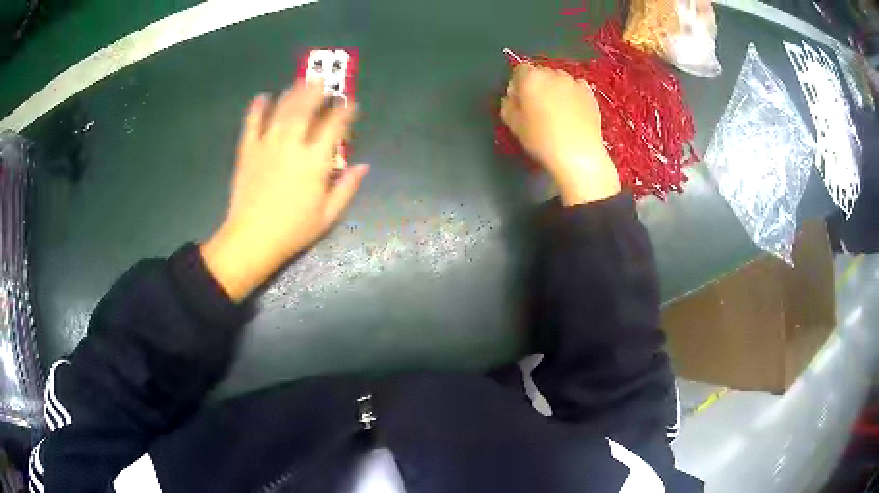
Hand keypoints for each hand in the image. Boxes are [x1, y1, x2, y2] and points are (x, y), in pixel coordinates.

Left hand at [201, 80, 368, 300]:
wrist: (252, 239)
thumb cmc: (293, 230)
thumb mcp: (328, 215)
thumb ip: (347, 187)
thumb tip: (363, 166)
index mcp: (315, 162)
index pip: (334, 126)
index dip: (344, 112)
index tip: (350, 104)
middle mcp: (292, 146)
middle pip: (306, 109)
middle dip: (316, 92)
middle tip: (323, 81)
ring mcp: (267, 146)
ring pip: (281, 110)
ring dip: (292, 93)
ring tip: (300, 81)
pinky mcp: (247, 151)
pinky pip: (251, 124)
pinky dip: (257, 109)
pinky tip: (262, 97)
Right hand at [501, 65, 619, 205]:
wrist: (579, 154)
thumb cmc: (541, 139)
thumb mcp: (513, 124)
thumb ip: (508, 104)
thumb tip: (512, 97)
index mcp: (530, 78)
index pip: (519, 70)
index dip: (518, 84)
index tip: (519, 101)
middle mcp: (552, 74)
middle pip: (541, 73)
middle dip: (537, 85)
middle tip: (538, 107)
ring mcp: (574, 82)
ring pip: (559, 80)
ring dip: (555, 89)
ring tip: (557, 111)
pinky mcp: (590, 94)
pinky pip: (576, 88)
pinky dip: (572, 95)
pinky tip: (572, 111)